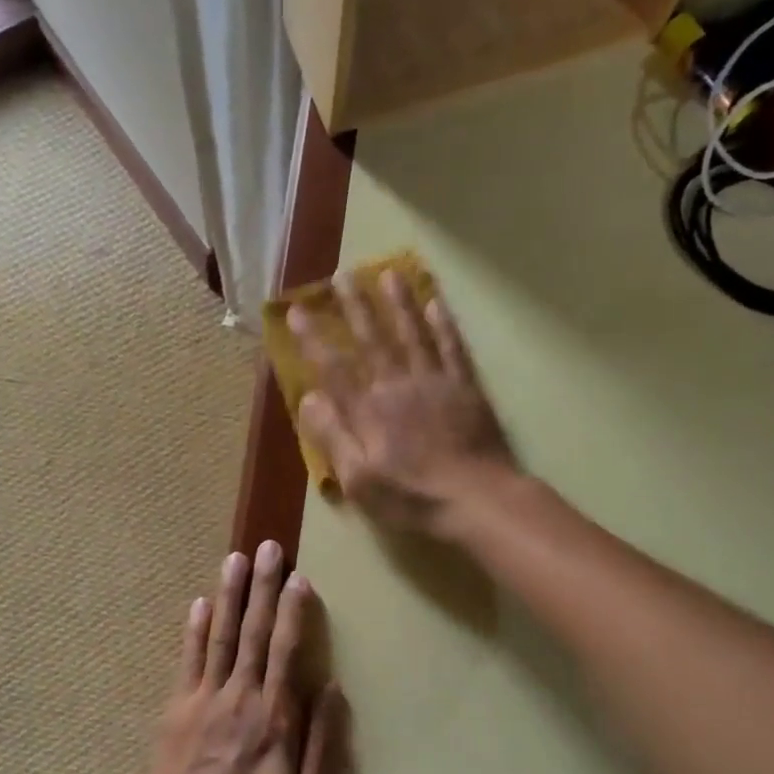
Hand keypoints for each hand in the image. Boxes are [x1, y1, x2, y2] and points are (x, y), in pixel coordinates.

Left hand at [137, 541, 343, 773]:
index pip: (285, 651)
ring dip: (228, 595)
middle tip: (267, 547)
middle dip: (261, 587)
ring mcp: (201, 702)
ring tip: (234, 558)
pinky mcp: (175, 713)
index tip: (298, 578)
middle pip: (252, 632)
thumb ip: (321, 744)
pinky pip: (186, 661)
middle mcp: (238, 699)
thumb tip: (330, 688)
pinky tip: (199, 603)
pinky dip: (193, 630)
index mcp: (273, 720)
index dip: (293, 611)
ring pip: (218, 637)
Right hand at [289, 270, 515, 535]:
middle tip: (342, 276)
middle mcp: (398, 386)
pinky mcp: (466, 388)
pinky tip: (436, 303)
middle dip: (355, 307)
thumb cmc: (412, 498)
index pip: (334, 368)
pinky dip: (443, 325)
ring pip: (412, 334)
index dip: (313, 339)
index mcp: (368, 411)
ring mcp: (435, 383)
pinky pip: (452, 348)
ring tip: (389, 273)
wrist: (477, 500)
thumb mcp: (360, 481)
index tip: (296, 311)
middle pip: (372, 340)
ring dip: (399, 303)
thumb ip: (334, 437)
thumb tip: (310, 398)